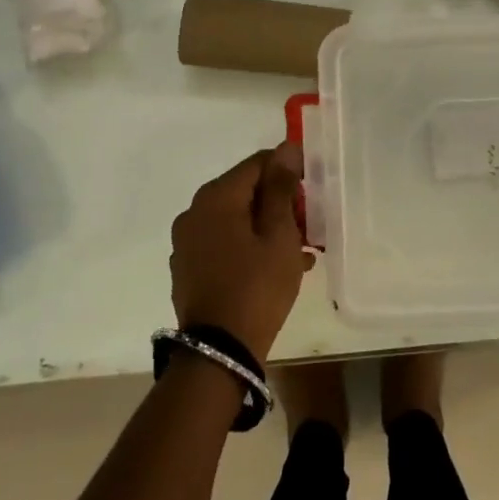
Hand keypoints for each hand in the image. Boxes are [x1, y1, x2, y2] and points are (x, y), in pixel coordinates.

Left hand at [170, 144, 311, 363]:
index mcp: (216, 197)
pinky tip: (276, 268)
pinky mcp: (187, 267)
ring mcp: (186, 242)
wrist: (218, 351)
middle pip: (245, 191)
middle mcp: (194, 212)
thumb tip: (286, 148)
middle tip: (307, 227)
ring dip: (267, 228)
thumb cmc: (257, 286)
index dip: (288, 172)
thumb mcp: (279, 234)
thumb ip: (282, 187)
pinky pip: (224, 243)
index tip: (312, 194)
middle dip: (278, 203)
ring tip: (299, 252)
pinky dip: (249, 247)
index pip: (257, 163)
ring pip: (236, 220)